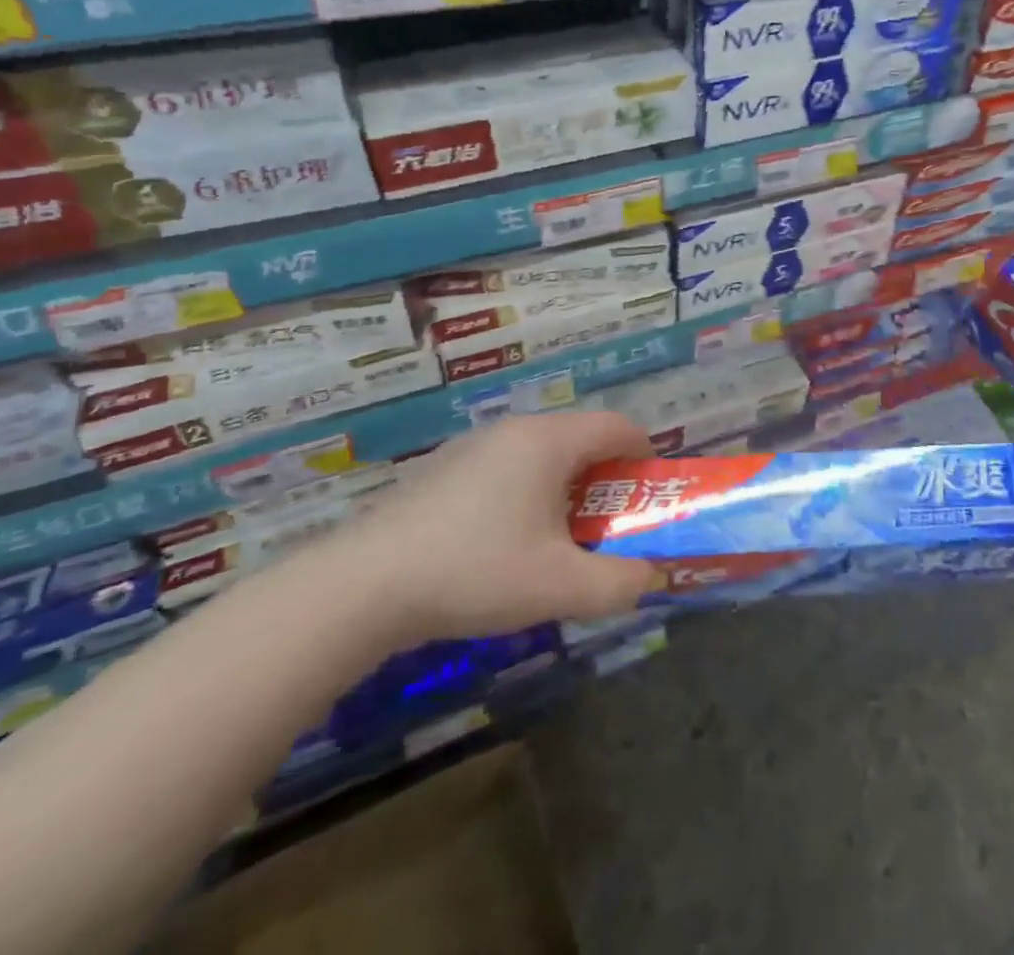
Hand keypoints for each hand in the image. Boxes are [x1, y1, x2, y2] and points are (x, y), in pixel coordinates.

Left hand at [326, 411, 662, 643]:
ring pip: (540, 454)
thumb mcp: (560, 587)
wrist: (361, 587)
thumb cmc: (475, 571)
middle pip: (580, 439)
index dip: (645, 455)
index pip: (618, 426)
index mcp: (549, 441)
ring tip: (557, 540)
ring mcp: (473, 446)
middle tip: (609, 526)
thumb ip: (620, 583)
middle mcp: (514, 430)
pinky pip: (505, 468)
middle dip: (606, 479)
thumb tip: (652, 577)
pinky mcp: (442, 470)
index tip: (650, 495)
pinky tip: (501, 545)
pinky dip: (525, 493)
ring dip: (565, 488)